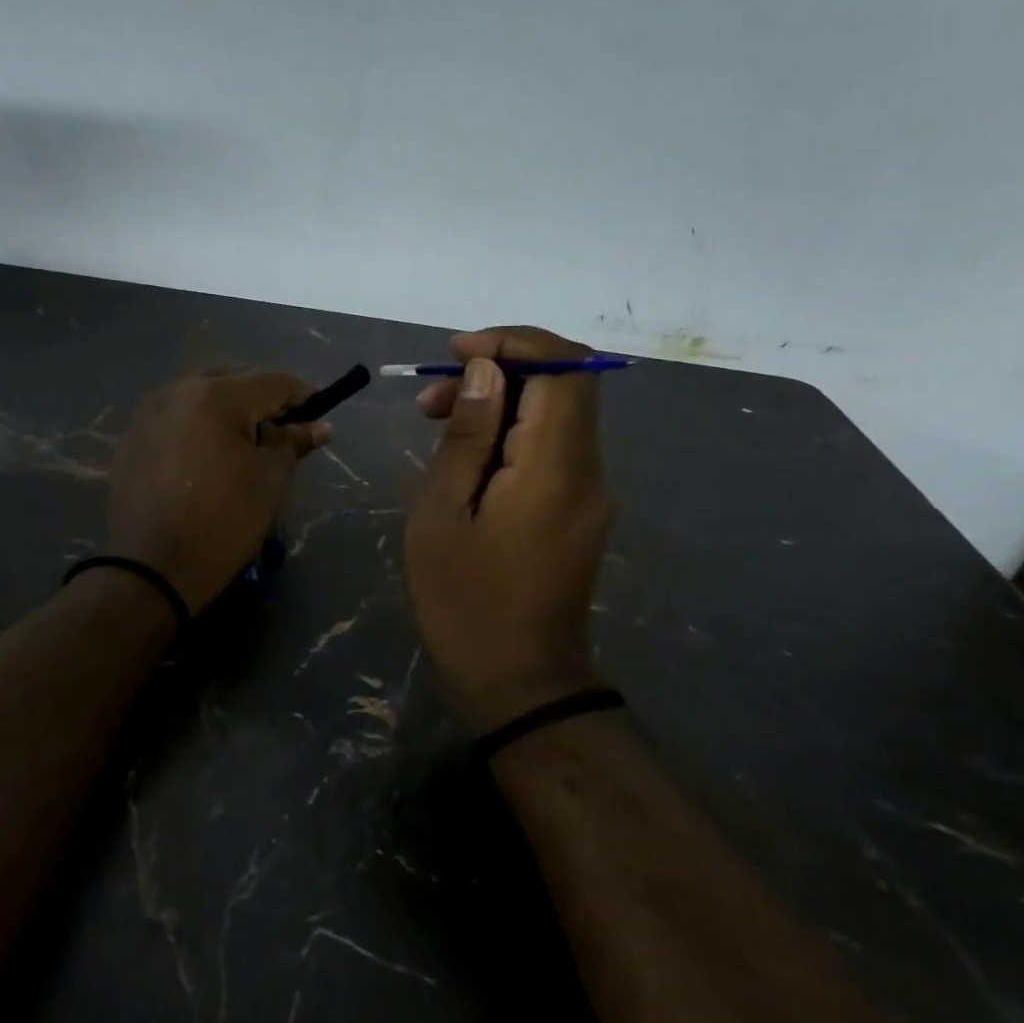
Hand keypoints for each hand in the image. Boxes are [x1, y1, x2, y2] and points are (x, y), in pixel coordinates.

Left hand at [109, 371, 330, 614]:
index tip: (319, 415)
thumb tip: (320, 427)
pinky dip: (199, 425)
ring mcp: (148, 412)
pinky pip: (176, 416)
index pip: (272, 382)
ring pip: (200, 395)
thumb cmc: (222, 523)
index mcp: (215, 397)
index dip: (302, 396)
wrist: (151, 570)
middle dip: (261, 400)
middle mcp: (177, 391)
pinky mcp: (131, 437)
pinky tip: (209, 457)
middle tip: (282, 433)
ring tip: (245, 446)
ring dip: (228, 410)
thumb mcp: (269, 482)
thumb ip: (293, 444)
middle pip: (233, 380)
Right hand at [406, 327, 614, 732]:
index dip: (513, 341)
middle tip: (432, 395)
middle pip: (566, 382)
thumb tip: (485, 369)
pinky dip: (511, 431)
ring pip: (557, 412)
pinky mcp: (581, 508)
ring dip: (500, 400)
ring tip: (435, 420)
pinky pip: (553, 446)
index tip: (455, 352)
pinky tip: (466, 456)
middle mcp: (590, 468)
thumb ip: (467, 434)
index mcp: (557, 465)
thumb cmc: (466, 601)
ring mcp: (591, 491)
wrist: (520, 681)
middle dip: (500, 367)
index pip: (563, 366)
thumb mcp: (442, 513)